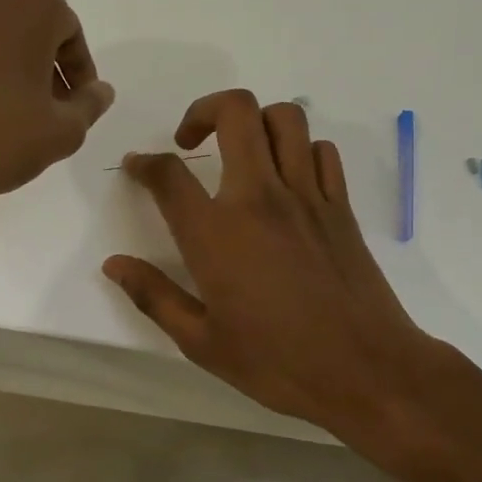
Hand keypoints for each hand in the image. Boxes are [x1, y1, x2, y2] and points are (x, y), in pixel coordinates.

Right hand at [102, 90, 443, 436]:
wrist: (367, 371)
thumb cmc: (277, 363)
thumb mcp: (201, 342)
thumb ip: (154, 296)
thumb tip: (114, 265)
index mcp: (216, 233)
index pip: (169, 174)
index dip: (144, 162)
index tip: (137, 166)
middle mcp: (260, 197)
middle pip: (235, 112)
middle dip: (203, 110)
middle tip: (190, 141)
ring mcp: (307, 196)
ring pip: (285, 118)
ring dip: (256, 122)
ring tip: (241, 152)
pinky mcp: (341, 206)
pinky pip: (322, 151)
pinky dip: (300, 150)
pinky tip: (288, 179)